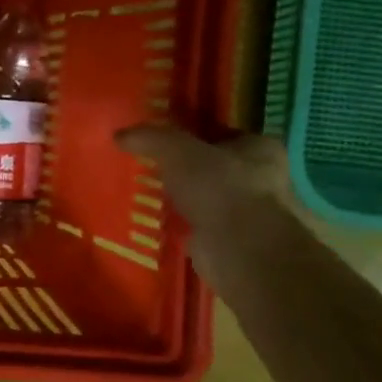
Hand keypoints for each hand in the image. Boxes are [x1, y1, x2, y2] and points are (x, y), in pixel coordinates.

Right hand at [115, 124, 288, 228]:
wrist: (241, 250)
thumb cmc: (220, 187)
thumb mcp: (177, 150)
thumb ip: (150, 138)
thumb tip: (119, 134)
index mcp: (260, 148)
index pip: (220, 132)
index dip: (189, 132)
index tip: (159, 137)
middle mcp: (262, 179)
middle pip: (212, 165)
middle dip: (182, 168)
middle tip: (146, 165)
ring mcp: (249, 214)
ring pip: (204, 197)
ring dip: (179, 198)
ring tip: (143, 193)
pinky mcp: (231, 241)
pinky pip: (197, 224)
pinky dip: (178, 223)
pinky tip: (153, 220)